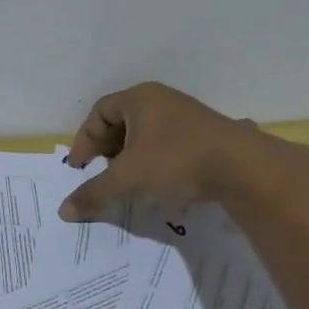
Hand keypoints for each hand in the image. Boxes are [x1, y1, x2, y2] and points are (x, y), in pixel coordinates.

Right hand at [59, 82, 268, 221]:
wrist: (245, 169)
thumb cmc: (176, 162)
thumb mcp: (128, 180)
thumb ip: (94, 193)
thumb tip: (64, 211)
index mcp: (139, 98)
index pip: (99, 112)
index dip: (84, 140)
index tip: (80, 168)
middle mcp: (162, 100)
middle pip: (122, 122)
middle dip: (107, 150)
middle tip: (101, 174)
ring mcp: (187, 116)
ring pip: (146, 135)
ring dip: (131, 158)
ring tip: (128, 183)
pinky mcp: (206, 135)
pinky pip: (168, 144)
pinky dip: (154, 162)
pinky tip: (157, 185)